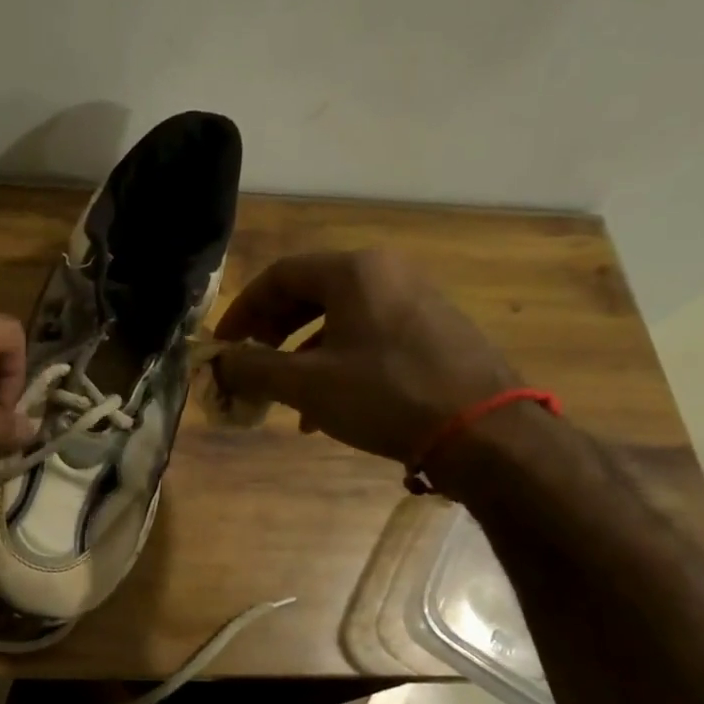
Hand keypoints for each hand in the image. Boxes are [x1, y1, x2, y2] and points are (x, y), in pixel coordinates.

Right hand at [214, 250, 517, 463]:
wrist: (485, 432)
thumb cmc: (385, 396)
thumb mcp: (307, 385)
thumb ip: (253, 368)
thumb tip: (219, 363)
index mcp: (354, 272)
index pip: (278, 276)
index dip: (242, 310)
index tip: (222, 345)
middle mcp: (387, 273)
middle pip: (309, 292)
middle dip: (271, 331)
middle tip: (250, 362)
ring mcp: (416, 300)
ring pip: (339, 318)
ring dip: (301, 353)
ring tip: (284, 393)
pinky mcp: (435, 330)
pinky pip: (369, 336)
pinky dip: (337, 362)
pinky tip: (326, 408)